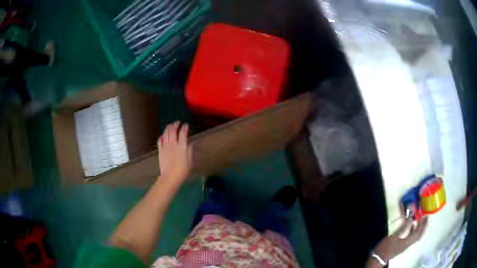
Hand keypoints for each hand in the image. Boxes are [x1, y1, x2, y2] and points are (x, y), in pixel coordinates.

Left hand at [157, 121, 191, 184]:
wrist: (170, 177)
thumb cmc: (183, 170)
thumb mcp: (190, 160)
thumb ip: (190, 150)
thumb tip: (190, 143)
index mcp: (182, 145)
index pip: (183, 132)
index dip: (185, 127)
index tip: (186, 125)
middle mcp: (173, 143)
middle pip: (173, 130)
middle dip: (176, 124)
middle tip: (178, 122)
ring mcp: (165, 146)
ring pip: (166, 133)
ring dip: (168, 127)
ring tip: (171, 125)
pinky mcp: (160, 150)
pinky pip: (160, 140)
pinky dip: (162, 135)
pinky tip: (164, 135)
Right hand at [372, 217, 427, 263]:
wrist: (379, 257)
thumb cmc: (386, 247)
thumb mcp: (393, 237)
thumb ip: (402, 228)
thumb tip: (409, 219)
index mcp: (407, 242)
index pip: (417, 232)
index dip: (421, 224)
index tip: (423, 216)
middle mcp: (408, 244)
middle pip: (419, 235)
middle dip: (423, 226)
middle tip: (426, 218)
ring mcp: (406, 245)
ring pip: (416, 236)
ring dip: (419, 228)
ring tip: (420, 220)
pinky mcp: (403, 245)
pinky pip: (412, 238)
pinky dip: (414, 231)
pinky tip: (412, 226)